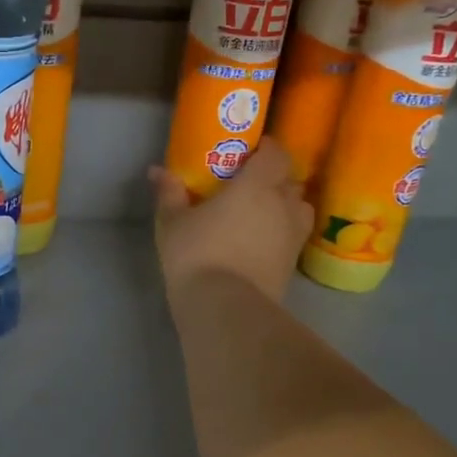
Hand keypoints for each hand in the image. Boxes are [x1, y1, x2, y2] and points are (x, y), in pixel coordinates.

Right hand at [151, 139, 312, 305]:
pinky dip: (281, 234)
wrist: (224, 307)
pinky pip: (293, 238)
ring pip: (298, 210)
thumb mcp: (172, 223)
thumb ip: (170, 194)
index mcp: (257, 185)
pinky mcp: (293, 265)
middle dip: (275, 178)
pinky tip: (261, 243)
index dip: (267, 149)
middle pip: (289, 181)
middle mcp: (283, 205)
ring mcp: (293, 237)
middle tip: (250, 185)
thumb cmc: (196, 254)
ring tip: (261, 214)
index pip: (276, 154)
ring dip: (284, 206)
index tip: (250, 151)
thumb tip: (158, 171)